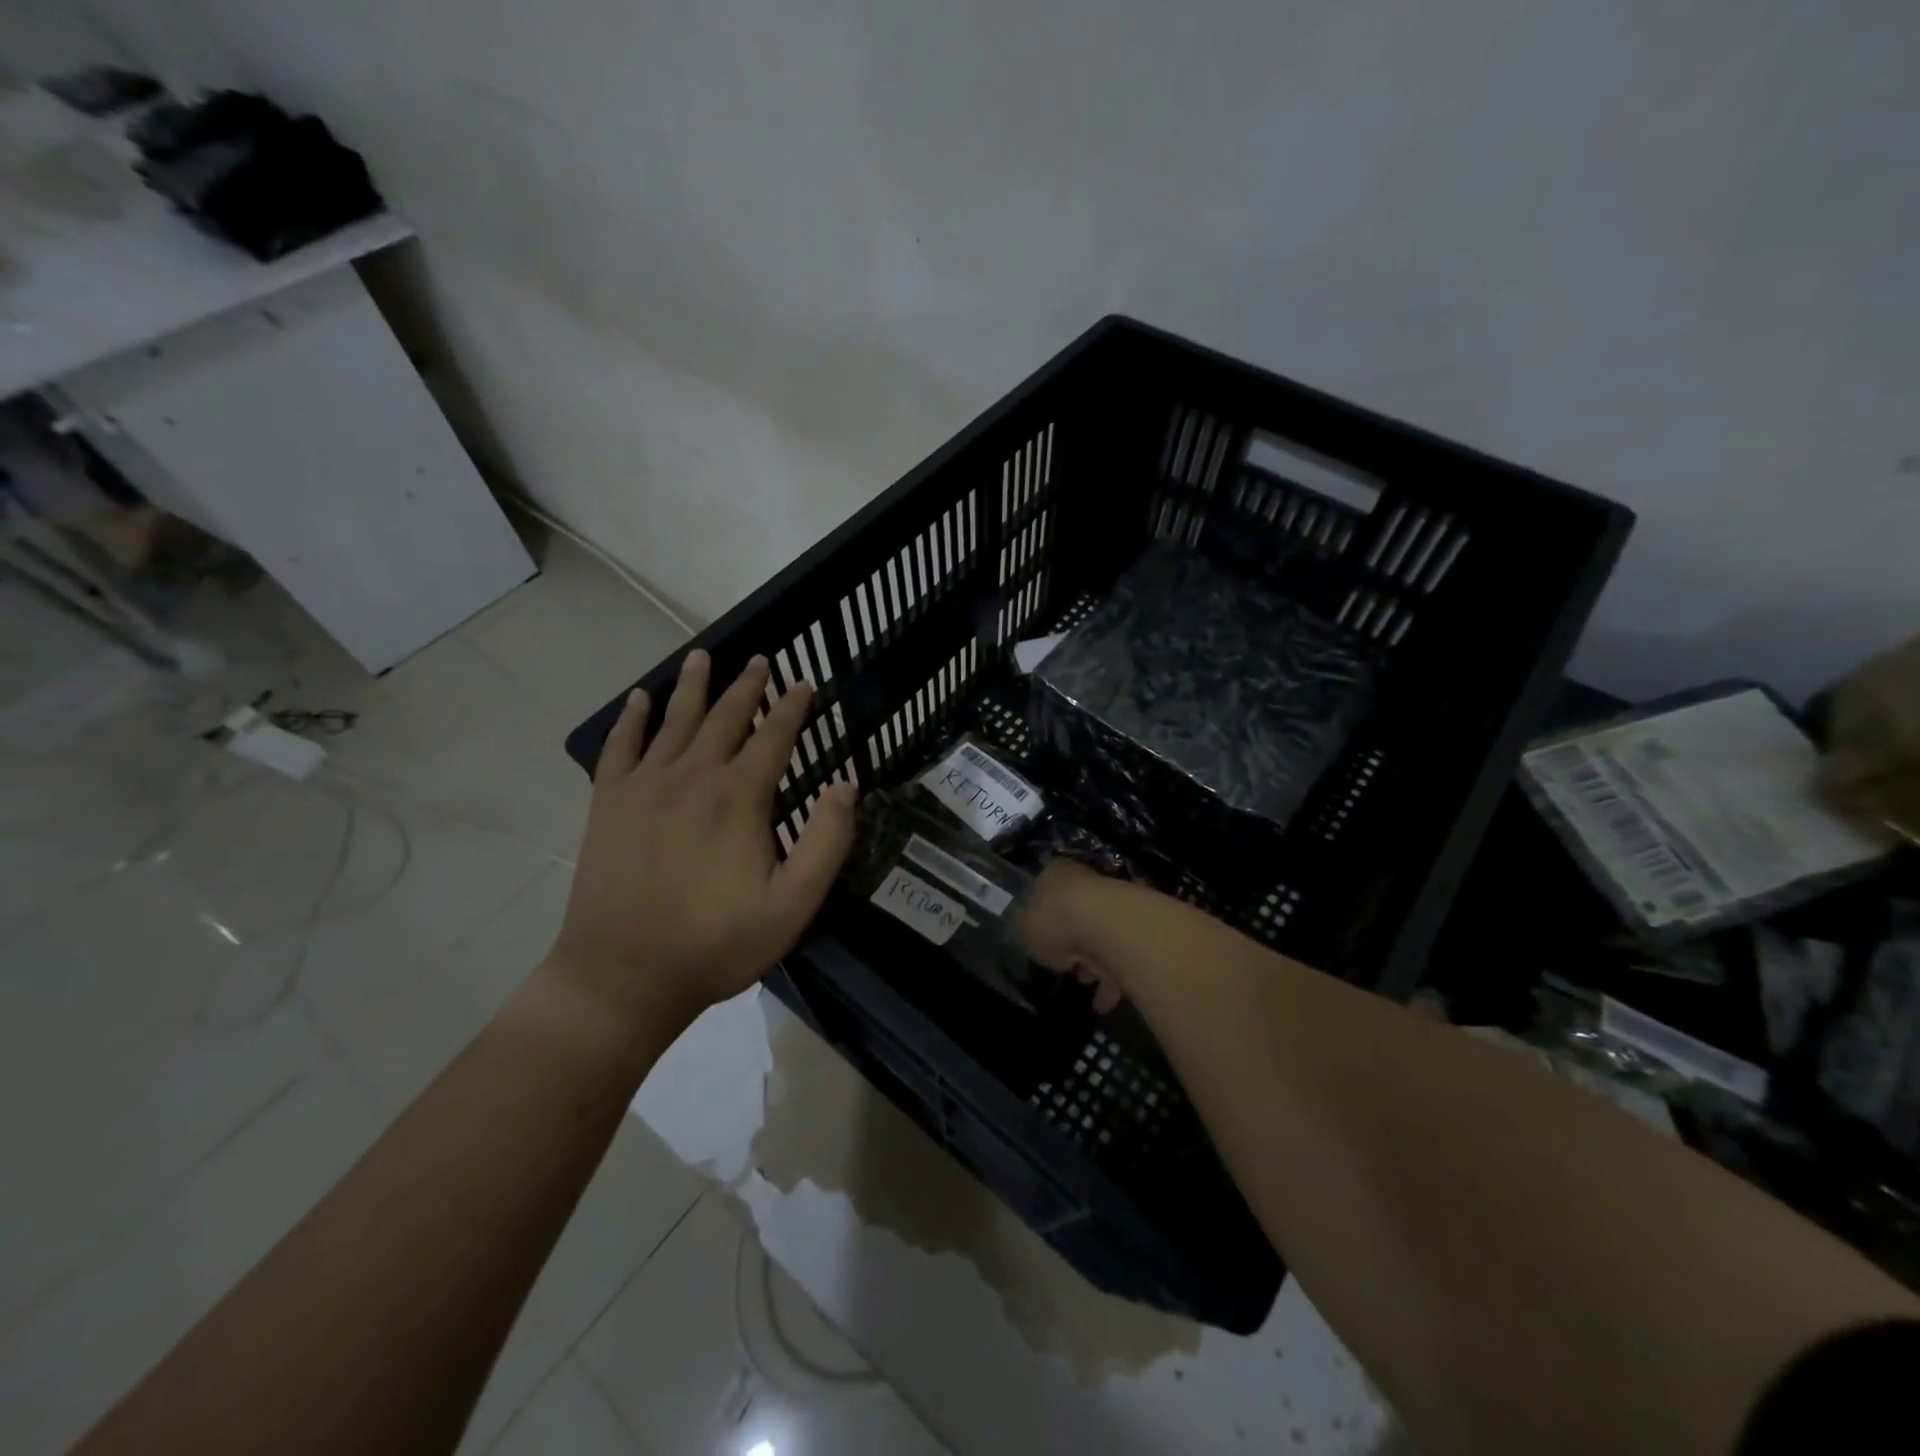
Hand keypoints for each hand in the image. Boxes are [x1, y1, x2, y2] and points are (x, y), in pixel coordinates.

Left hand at [549, 650, 856, 1032]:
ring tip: (703, 656)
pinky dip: (631, 719)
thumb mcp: (793, 904)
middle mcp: (692, 777)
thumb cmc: (716, 943)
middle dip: (747, 686)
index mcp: (739, 797)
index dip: (792, 708)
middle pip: (724, 718)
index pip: (773, 737)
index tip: (805, 682)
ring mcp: (644, 787)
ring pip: (674, 721)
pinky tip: (639, 699)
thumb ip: (827, 841)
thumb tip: (847, 782)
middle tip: (760, 659)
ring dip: (692, 686)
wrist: (623, 976)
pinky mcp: (608, 804)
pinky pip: (620, 747)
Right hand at [1020, 860, 1126, 1013]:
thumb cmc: (1057, 921)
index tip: (1039, 940)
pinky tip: (1103, 1003)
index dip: (1041, 917)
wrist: (1110, 929)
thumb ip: (1028, 931)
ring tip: (1085, 988)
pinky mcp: (1136, 931)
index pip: (1045, 890)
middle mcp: (1087, 883)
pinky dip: (1111, 981)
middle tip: (1064, 966)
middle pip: (1075, 914)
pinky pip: (1120, 958)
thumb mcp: (1024, 929)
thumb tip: (1034, 935)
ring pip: (1100, 938)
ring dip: (1093, 965)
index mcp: (1057, 874)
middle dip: (1071, 942)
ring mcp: (1114, 906)